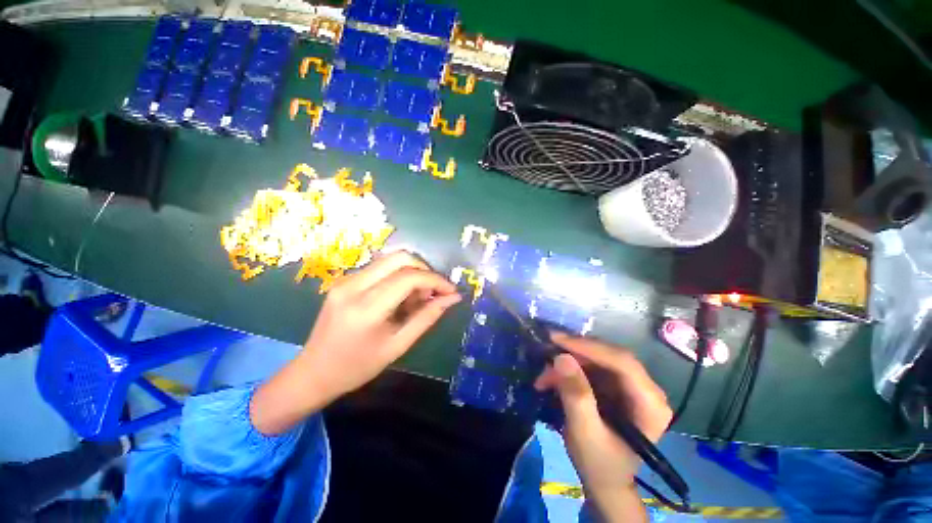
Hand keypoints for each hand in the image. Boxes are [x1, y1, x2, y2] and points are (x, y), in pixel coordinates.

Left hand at [251, 251, 460, 433]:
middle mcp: (353, 286)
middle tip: (433, 293)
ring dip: (411, 274)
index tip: (451, 292)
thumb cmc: (358, 367)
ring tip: (416, 300)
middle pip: (400, 257)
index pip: (409, 278)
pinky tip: (399, 299)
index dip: (436, 280)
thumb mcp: (398, 346)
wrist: (313, 372)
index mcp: (366, 308)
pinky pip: (380, 268)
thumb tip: (452, 299)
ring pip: (390, 260)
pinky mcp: (344, 280)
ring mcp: (346, 280)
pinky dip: (398, 277)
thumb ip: (427, 318)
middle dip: (424, 271)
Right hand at [535, 333, 670, 521]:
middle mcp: (645, 388)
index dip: (589, 347)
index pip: (622, 362)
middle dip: (574, 353)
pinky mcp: (615, 385)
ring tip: (544, 375)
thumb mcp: (584, 433)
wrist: (604, 482)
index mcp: (650, 403)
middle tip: (546, 350)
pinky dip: (568, 369)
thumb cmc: (599, 464)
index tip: (556, 340)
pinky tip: (551, 379)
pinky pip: (590, 366)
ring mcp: (630, 386)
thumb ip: (576, 396)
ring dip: (568, 362)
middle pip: (609, 356)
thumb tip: (561, 357)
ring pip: (596, 358)